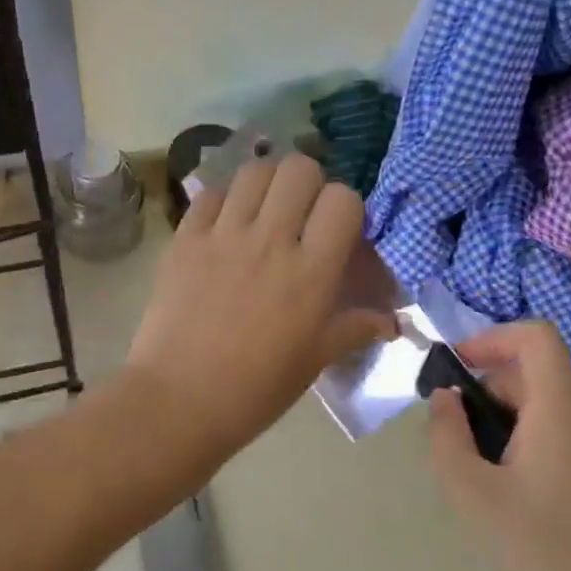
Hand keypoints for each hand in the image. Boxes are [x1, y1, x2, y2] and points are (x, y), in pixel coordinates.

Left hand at [125, 154, 395, 457]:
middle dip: (308, 183)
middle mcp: (270, 240)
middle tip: (301, 213)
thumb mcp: (314, 360)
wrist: (178, 401)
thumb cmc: (255, 389)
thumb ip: (354, 329)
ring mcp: (223, 235)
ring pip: (255, 171)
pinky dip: (224, 201)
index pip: (342, 200)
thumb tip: (392, 323)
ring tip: (264, 211)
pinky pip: (210, 195)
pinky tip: (224, 226)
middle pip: (299, 169)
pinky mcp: (185, 238)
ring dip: (267, 184)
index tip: (338, 229)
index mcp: (310, 271)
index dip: (346, 207)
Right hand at [427, 322, 570, 570]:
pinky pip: (560, 436)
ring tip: (479, 473)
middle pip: (533, 376)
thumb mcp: (472, 493)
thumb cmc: (543, 550)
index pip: (536, 337)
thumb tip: (445, 398)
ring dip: (503, 422)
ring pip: (544, 409)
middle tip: (455, 438)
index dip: (493, 337)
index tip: (459, 366)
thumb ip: (447, 435)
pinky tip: (511, 496)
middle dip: (486, 391)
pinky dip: (526, 443)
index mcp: (561, 410)